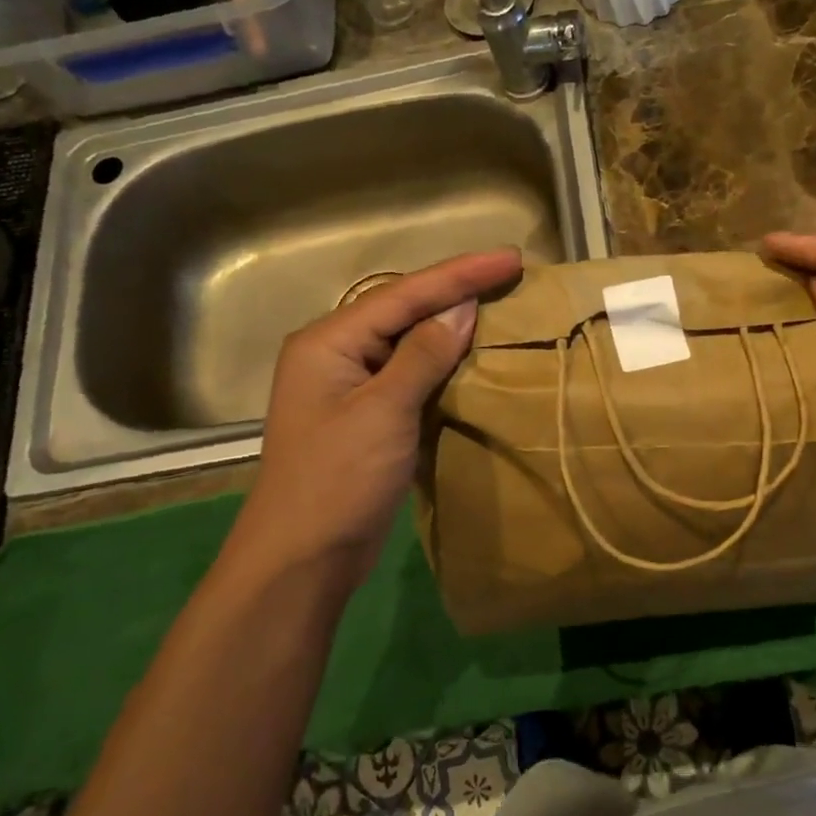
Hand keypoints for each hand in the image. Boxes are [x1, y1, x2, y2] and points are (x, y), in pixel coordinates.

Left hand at [217, 248, 524, 592]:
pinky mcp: (368, 418)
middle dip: (456, 291)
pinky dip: (443, 364)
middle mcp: (336, 355)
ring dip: (452, 326)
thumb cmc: (337, 480)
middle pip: (403, 310)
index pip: (403, 295)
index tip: (511, 258)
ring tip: (499, 306)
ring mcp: (351, 388)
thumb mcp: (383, 412)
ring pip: (409, 343)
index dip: (460, 274)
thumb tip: (460, 308)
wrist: (304, 558)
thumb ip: (421, 356)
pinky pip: (411, 376)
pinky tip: (472, 357)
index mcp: (328, 342)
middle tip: (509, 275)